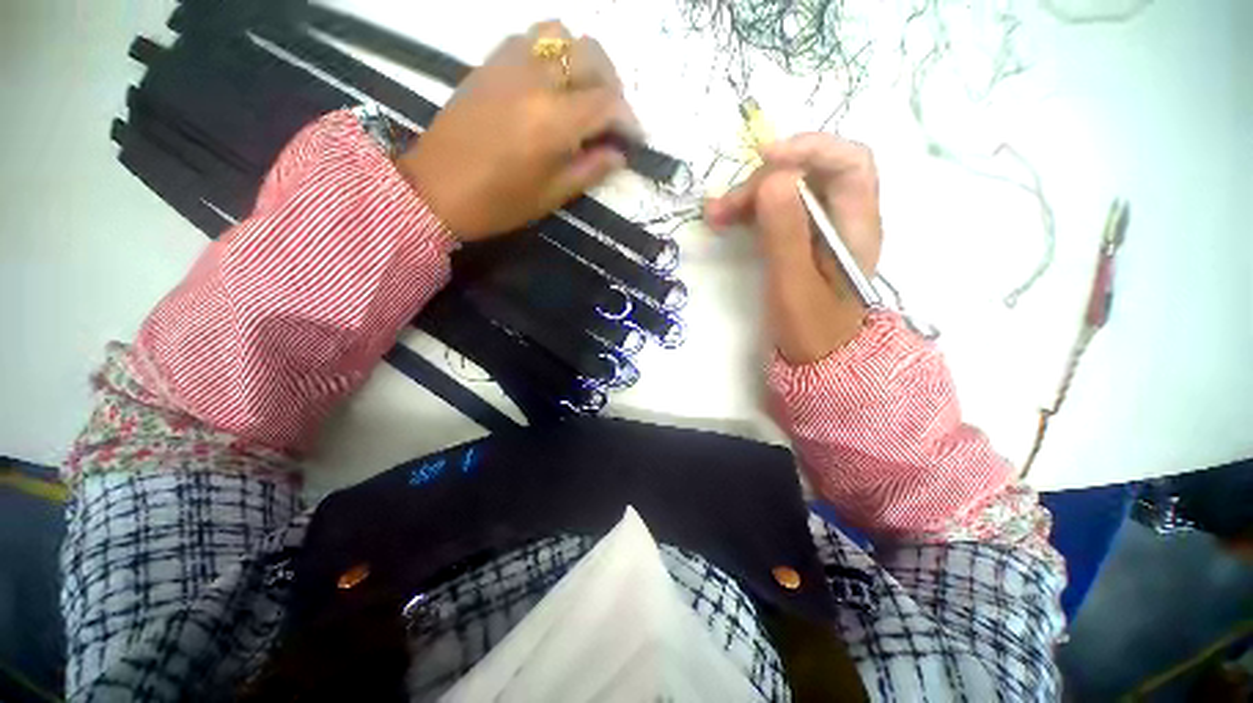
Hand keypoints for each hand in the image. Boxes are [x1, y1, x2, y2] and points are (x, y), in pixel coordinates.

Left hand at [396, 22, 636, 239]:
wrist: (436, 189)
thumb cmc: (498, 203)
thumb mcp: (552, 195)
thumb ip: (590, 169)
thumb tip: (618, 154)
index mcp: (553, 121)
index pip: (608, 103)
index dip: (629, 120)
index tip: (635, 139)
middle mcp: (535, 80)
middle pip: (591, 56)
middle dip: (613, 85)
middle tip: (613, 117)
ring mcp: (509, 64)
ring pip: (560, 34)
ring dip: (582, 59)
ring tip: (584, 91)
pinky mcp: (489, 62)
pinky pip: (530, 37)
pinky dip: (551, 51)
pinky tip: (552, 81)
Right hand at [705, 134, 883, 364]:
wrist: (815, 357)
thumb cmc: (809, 326)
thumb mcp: (794, 283)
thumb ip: (786, 233)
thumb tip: (774, 179)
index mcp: (856, 223)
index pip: (849, 162)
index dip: (810, 149)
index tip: (765, 158)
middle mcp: (843, 216)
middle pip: (809, 174)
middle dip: (764, 181)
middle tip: (725, 206)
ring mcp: (819, 226)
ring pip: (787, 191)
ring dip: (750, 196)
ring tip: (715, 214)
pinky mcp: (799, 238)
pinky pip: (776, 211)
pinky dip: (750, 211)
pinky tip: (726, 219)